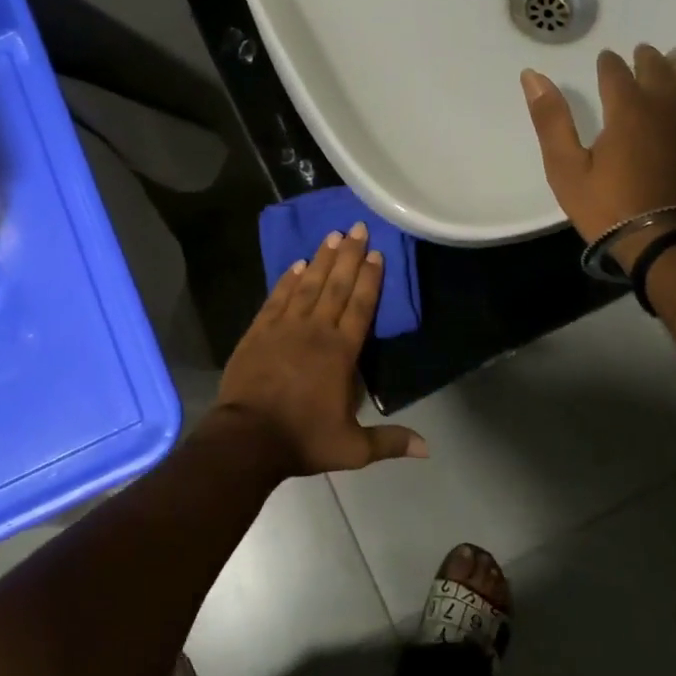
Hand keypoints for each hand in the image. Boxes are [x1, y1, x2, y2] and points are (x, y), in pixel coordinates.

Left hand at [208, 223, 428, 477]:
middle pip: (336, 286)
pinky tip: (297, 265)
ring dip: (321, 259)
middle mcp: (315, 330)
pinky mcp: (259, 330)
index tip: (376, 253)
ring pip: (308, 285)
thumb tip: (428, 448)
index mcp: (341, 352)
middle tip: (357, 227)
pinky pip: (277, 297)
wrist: (247, 438)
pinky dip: (288, 279)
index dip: (370, 279)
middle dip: (349, 255)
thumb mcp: (352, 448)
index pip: (361, 306)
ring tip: (332, 235)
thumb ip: (389, 441)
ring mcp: (284, 327)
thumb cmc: (303, 439)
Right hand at [521, 46, 675, 271]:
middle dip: (645, 58)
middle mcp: (665, 102)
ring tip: (671, 59)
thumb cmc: (610, 206)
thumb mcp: (566, 168)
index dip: (608, 63)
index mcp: (626, 108)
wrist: (671, 241)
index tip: (605, 58)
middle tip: (640, 53)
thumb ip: (550, 119)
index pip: (616, 71)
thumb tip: (531, 75)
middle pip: (657, 68)